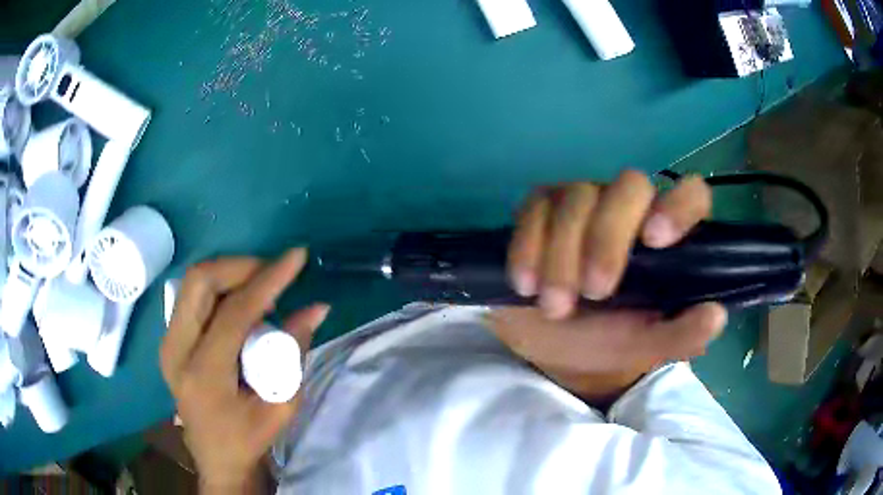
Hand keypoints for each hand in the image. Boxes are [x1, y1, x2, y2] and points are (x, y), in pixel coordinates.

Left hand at [160, 249, 329, 490]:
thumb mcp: (281, 406)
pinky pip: (192, 297)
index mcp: (203, 374)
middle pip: (200, 281)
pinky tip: (240, 302)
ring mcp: (168, 343)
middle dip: (240, 266)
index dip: (267, 280)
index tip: (295, 257)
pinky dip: (219, 288)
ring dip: (229, 274)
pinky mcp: (169, 340)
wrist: (215, 458)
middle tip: (272, 273)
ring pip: (193, 283)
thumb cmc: (249, 439)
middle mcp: (176, 350)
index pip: (234, 311)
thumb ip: (294, 353)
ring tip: (260, 287)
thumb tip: (315, 308)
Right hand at [490, 171, 726, 400]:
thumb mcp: (645, 345)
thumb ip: (682, 334)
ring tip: (555, 306)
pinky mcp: (541, 209)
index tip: (655, 241)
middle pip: (629, 185)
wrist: (549, 342)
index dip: (679, 205)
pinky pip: (534, 209)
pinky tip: (525, 284)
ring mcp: (583, 202)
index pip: (690, 194)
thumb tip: (716, 314)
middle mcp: (630, 208)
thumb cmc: (605, 339)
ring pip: (577, 197)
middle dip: (607, 238)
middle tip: (595, 292)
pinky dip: (528, 247)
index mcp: (665, 236)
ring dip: (562, 255)